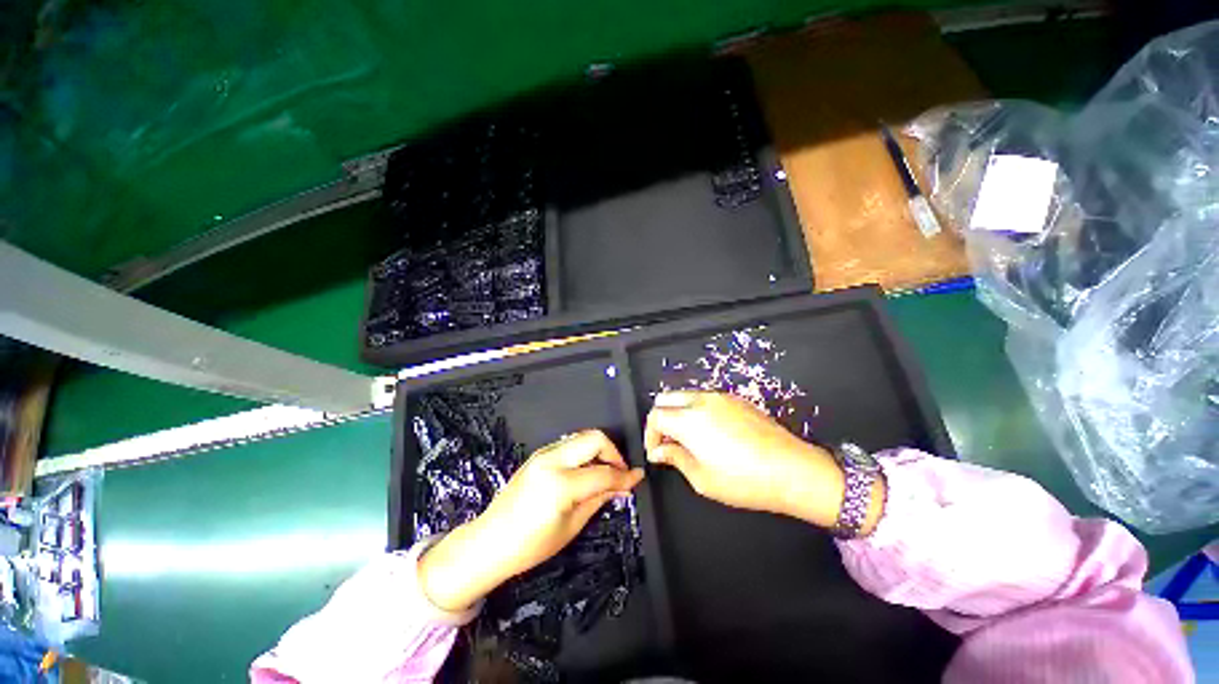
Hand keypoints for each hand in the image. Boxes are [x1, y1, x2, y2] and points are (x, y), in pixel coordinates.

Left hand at [418, 430, 643, 611]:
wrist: (488, 542)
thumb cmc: (530, 546)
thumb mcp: (571, 527)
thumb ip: (599, 498)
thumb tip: (623, 485)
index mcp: (560, 483)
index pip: (603, 472)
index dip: (624, 475)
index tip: (637, 478)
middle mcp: (552, 459)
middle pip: (594, 438)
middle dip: (613, 452)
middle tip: (619, 473)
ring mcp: (543, 453)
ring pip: (582, 437)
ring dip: (598, 450)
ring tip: (603, 473)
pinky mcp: (538, 454)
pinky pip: (570, 444)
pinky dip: (584, 453)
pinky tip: (585, 472)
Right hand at [644, 391, 856, 529]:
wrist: (792, 470)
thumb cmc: (744, 480)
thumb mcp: (702, 478)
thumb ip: (674, 457)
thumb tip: (659, 450)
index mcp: (688, 419)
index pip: (655, 415)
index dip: (650, 434)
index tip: (656, 451)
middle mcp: (701, 400)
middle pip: (666, 398)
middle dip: (661, 418)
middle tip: (668, 442)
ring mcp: (720, 397)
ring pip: (685, 396)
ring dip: (678, 413)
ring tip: (689, 440)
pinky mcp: (736, 399)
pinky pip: (705, 398)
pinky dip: (697, 411)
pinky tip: (711, 434)